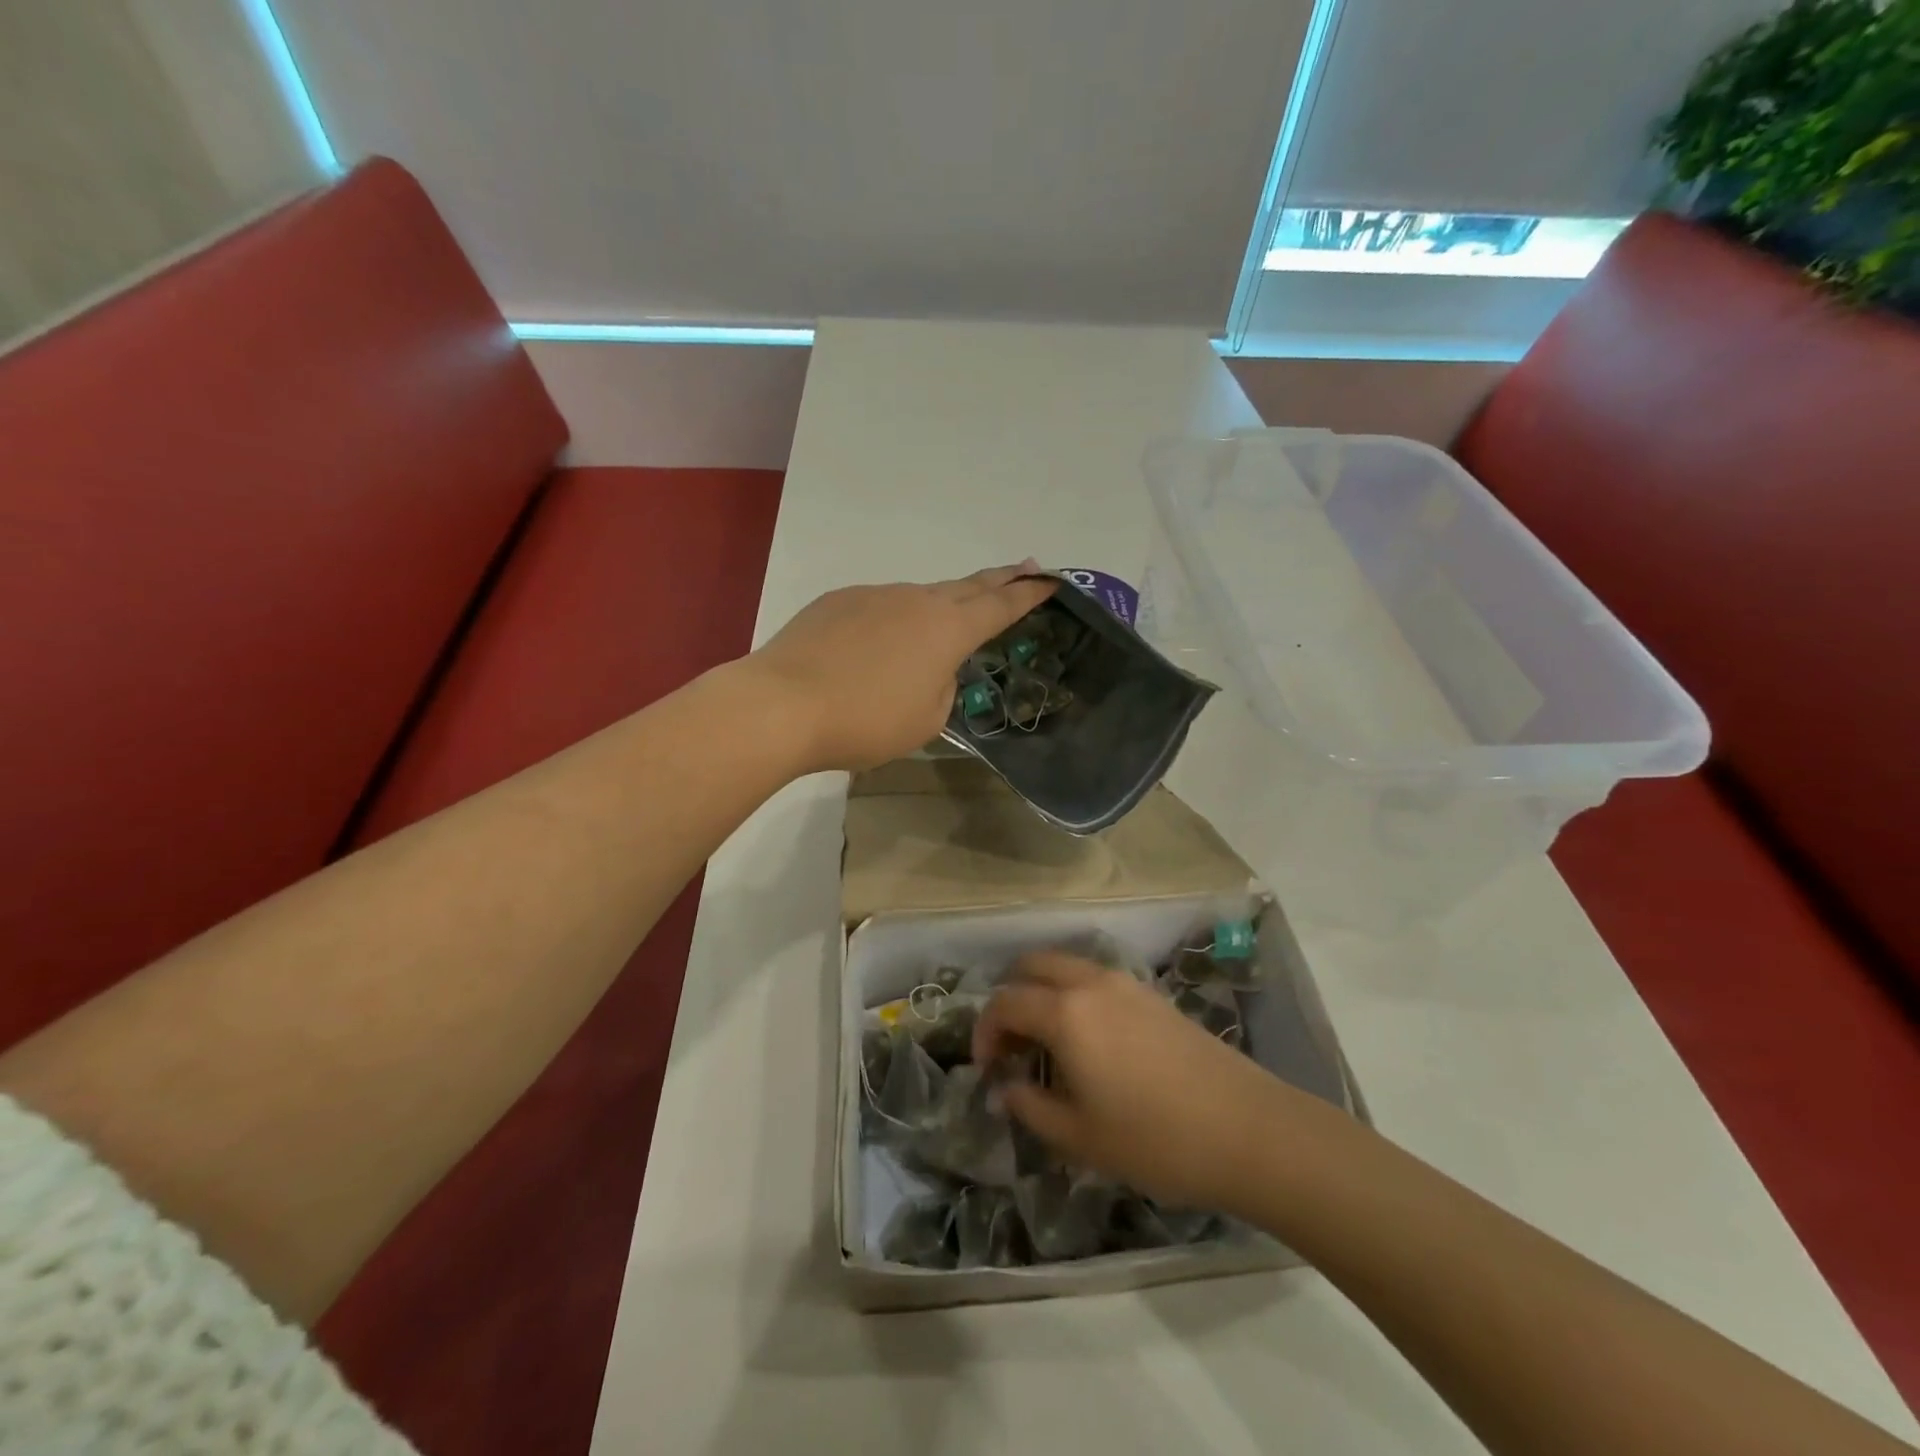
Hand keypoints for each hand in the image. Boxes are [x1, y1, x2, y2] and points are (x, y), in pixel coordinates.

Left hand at [747, 564, 1055, 772]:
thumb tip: (932, 667)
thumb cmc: (865, 721)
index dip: (1029, 594)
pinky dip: (889, 623)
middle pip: (967, 586)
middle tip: (1024, 569)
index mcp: (947, 630)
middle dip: (999, 580)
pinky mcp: (837, 601)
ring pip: (918, 598)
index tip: (1051, 579)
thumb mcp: (925, 719)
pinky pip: (878, 608)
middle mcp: (915, 600)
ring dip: (936, 609)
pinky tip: (872, 650)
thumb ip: (943, 687)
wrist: (782, 705)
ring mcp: (874, 594)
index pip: (1000, 606)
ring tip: (934, 634)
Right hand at [973, 952, 1306, 1212]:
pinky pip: (1096, 979)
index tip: (987, 1071)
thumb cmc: (1155, 1139)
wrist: (1249, 1130)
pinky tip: (1090, 1044)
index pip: (1005, 1002)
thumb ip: (1031, 1107)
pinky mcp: (1153, 995)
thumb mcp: (1080, 1137)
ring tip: (1049, 1046)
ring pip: (1067, 967)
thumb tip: (1005, 1089)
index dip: (984, 1032)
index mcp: (1065, 1012)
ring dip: (1044, 994)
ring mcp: (1126, 984)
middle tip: (1012, 1046)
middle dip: (1011, 998)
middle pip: (1033, 966)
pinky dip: (1075, 996)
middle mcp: (1091, 982)